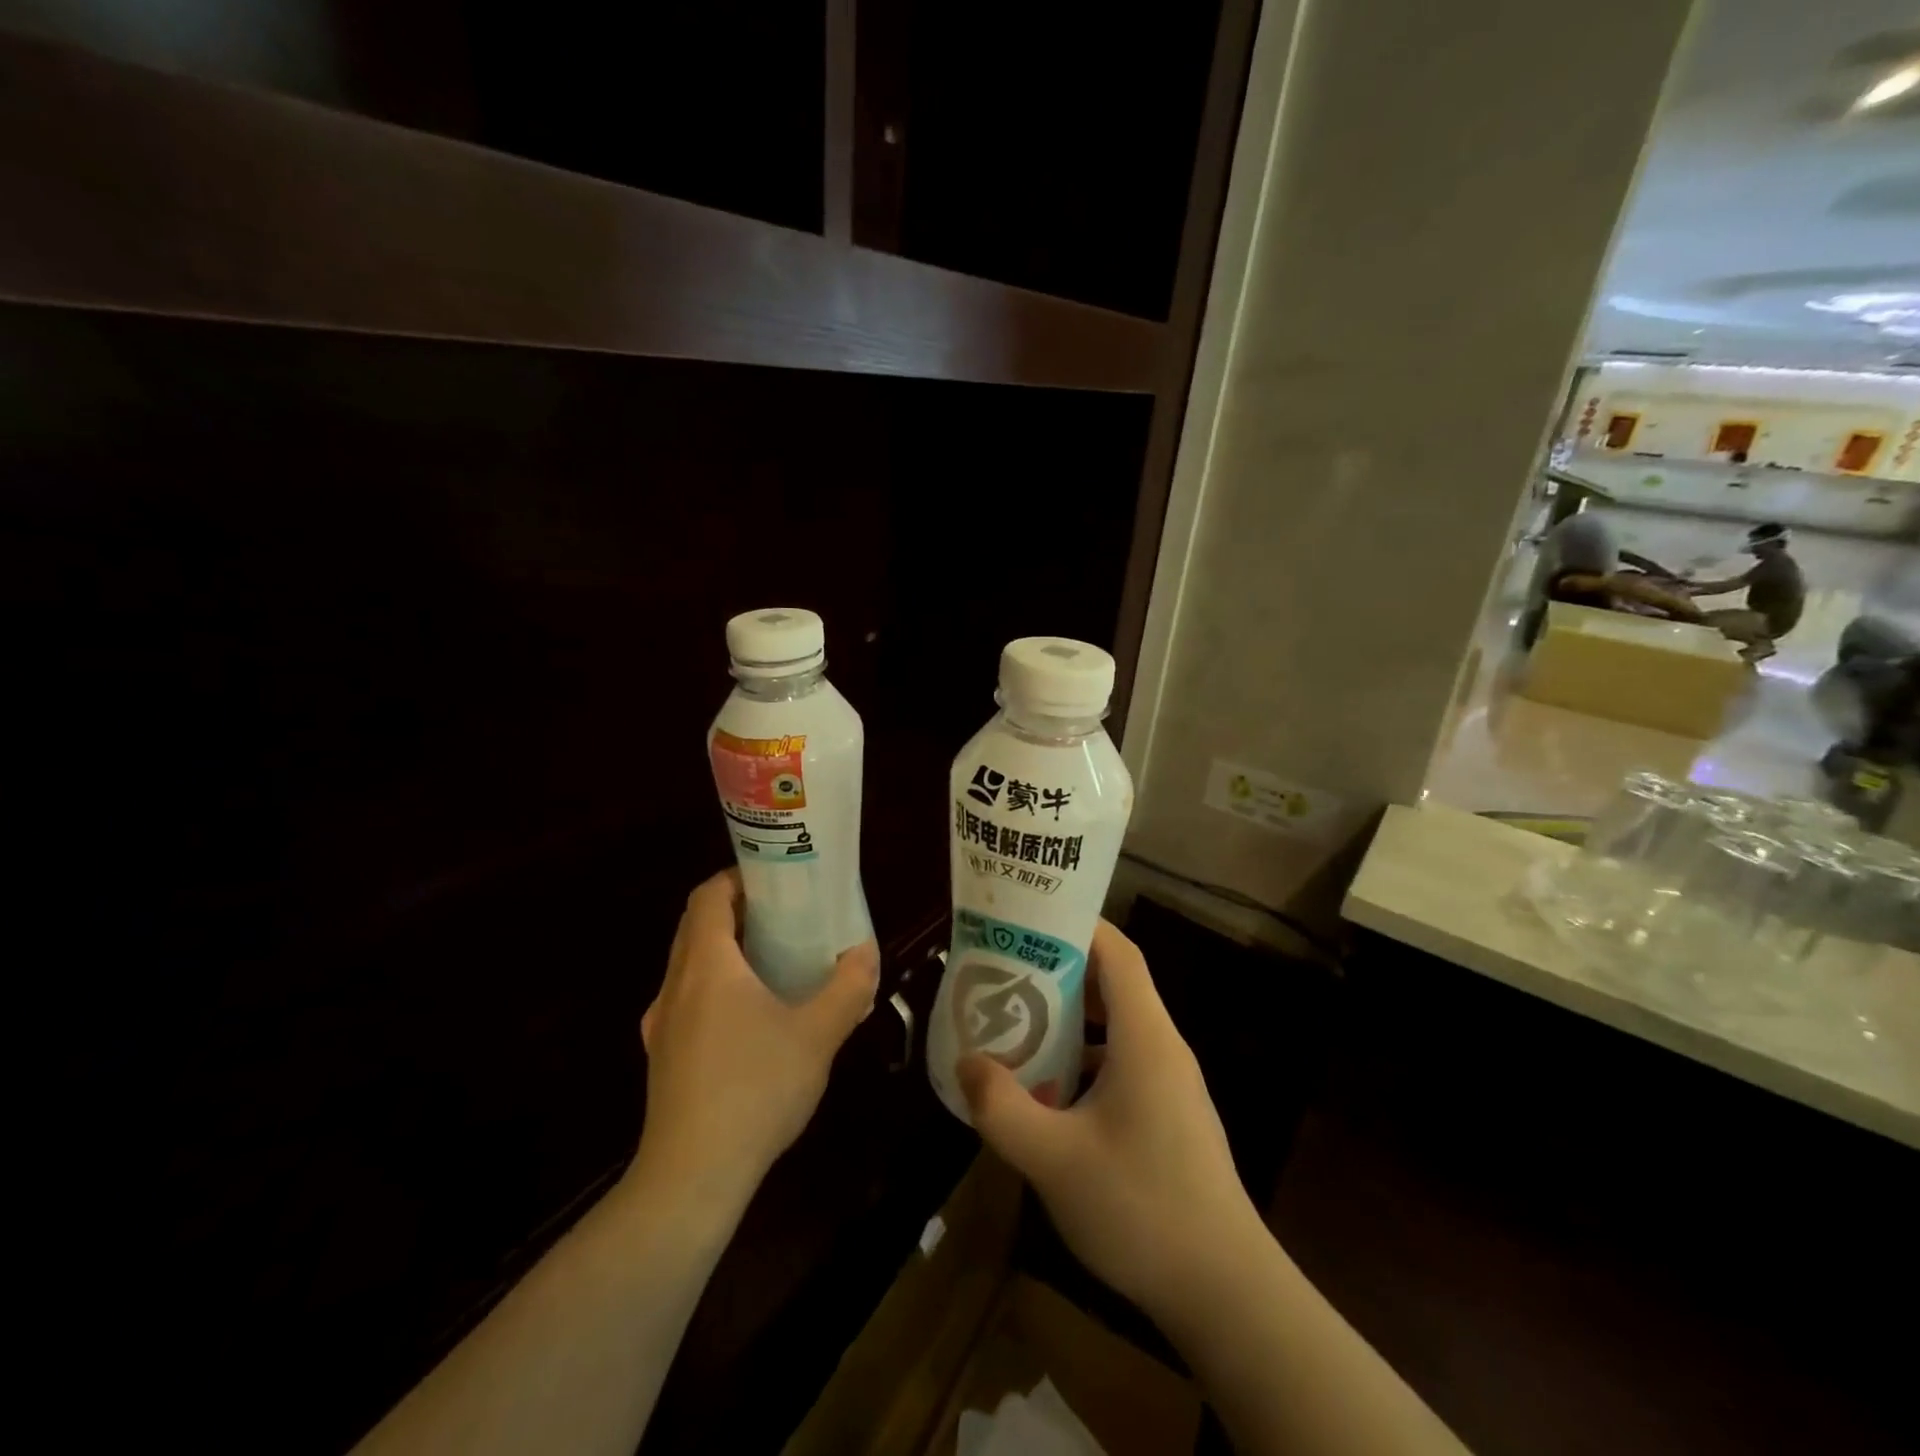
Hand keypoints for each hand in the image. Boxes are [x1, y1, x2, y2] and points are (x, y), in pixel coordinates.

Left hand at [630, 870, 878, 1212]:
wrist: (692, 1177)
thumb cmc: (756, 1089)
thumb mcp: (818, 1035)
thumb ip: (847, 988)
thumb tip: (866, 952)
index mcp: (707, 964)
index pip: (708, 896)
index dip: (737, 878)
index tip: (776, 879)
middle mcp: (675, 985)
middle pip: (696, 926)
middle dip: (736, 911)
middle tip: (785, 915)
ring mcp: (662, 1023)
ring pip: (690, 965)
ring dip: (725, 950)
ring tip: (773, 962)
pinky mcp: (663, 1056)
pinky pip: (688, 999)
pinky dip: (716, 987)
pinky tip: (751, 1019)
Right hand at [957, 920, 1265, 1326]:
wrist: (1226, 1292)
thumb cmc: (1141, 1208)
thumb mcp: (1054, 1158)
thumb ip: (1002, 1107)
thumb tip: (966, 1062)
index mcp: (1145, 1037)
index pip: (1118, 952)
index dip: (1077, 925)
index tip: (1028, 921)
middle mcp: (1163, 1047)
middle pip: (1113, 983)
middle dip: (1059, 971)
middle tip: (1006, 972)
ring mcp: (1171, 1083)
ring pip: (1117, 1027)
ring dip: (1070, 1020)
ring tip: (1018, 1024)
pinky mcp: (1170, 1115)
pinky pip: (1123, 1063)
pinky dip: (1085, 1059)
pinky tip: (1049, 1092)